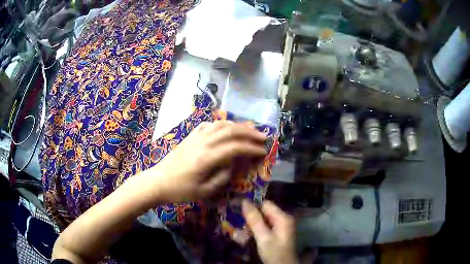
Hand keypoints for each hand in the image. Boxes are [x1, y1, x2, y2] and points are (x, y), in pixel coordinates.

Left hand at [146, 121, 266, 202]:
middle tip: (262, 136)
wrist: (157, 181)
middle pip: (230, 131)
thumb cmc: (180, 190)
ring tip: (248, 129)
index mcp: (207, 158)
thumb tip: (233, 166)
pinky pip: (207, 125)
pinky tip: (225, 127)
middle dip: (249, 132)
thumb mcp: (204, 192)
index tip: (263, 151)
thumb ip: (222, 178)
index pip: (235, 148)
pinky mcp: (189, 137)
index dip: (251, 148)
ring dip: (237, 125)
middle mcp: (203, 143)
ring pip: (220, 125)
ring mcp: (195, 138)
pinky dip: (220, 124)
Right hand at [242, 200, 298, 263]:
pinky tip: (248, 236)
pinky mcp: (277, 234)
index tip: (238, 210)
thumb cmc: (274, 252)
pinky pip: (265, 227)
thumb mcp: (263, 236)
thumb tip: (245, 201)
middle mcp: (284, 219)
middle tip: (238, 222)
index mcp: (283, 217)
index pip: (266, 204)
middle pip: (265, 212)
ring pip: (263, 220)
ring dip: (252, 225)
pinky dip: (256, 230)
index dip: (252, 206)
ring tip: (240, 230)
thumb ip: (254, 219)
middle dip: (251, 217)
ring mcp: (281, 227)